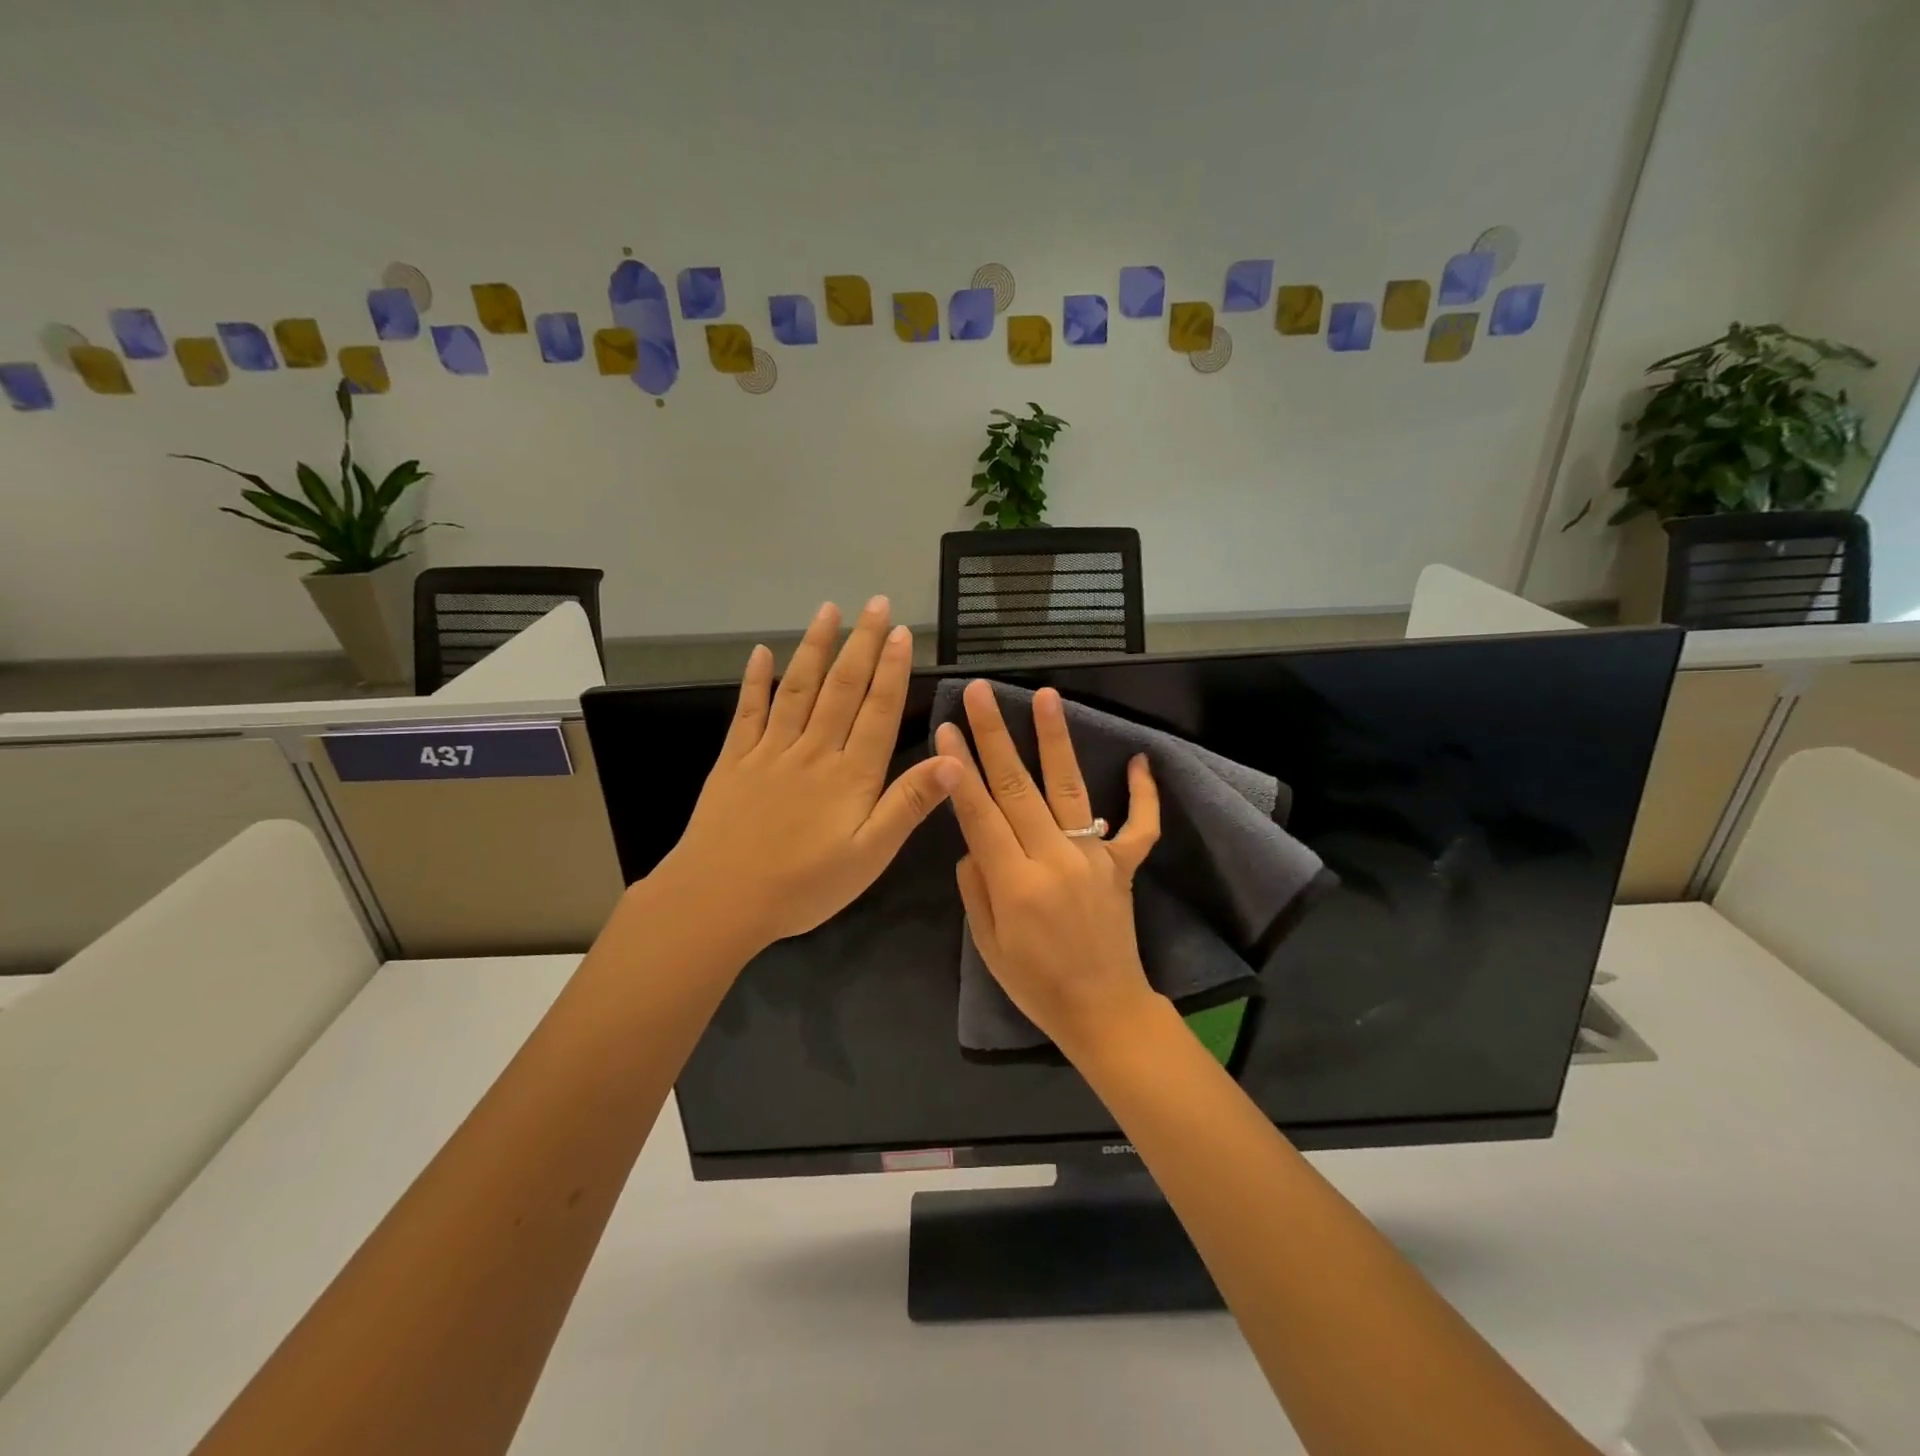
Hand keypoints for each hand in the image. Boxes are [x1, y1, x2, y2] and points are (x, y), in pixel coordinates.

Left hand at [658, 597, 961, 949]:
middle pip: (841, 688)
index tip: (901, 631)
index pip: (877, 710)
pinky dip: (755, 680)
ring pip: (798, 688)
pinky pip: (748, 711)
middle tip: (875, 603)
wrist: (720, 898)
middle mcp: (813, 750)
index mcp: (850, 774)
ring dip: (815, 647)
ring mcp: (770, 751)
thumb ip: (909, 804)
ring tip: (829, 610)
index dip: (891, 669)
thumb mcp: (870, 855)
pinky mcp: (734, 760)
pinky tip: (761, 652)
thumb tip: (955, 760)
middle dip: (861, 643)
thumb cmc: (803, 885)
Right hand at [935, 681, 1161, 1056]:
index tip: (946, 728)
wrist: (1103, 1010)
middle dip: (994, 735)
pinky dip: (1144, 795)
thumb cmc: (1036, 984)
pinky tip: (1141, 760)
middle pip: (1018, 787)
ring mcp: (1094, 857)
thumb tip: (975, 842)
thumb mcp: (988, 945)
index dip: (960, 769)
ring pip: (1069, 789)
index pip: (980, 813)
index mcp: (1015, 883)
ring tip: (1045, 695)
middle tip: (980, 692)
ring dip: (1055, 739)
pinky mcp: (1124, 865)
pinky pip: (1139, 826)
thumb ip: (976, 887)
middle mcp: (1054, 859)